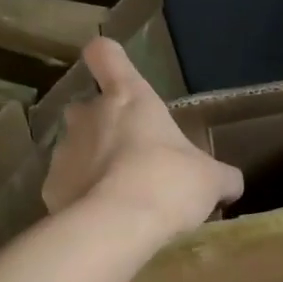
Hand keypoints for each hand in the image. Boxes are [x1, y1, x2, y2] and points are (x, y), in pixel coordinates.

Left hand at [42, 37, 242, 239]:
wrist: (116, 227)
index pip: (106, 55)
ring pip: (76, 148)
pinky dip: (83, 198)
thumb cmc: (168, 183)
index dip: (110, 59)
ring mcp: (63, 151)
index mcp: (129, 98)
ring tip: (121, 196)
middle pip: (88, 107)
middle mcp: (89, 116)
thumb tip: (232, 184)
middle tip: (132, 155)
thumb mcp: (211, 180)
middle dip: (104, 126)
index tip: (117, 73)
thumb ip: (222, 177)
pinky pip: (68, 186)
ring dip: (94, 164)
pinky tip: (104, 220)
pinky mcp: (50, 187)